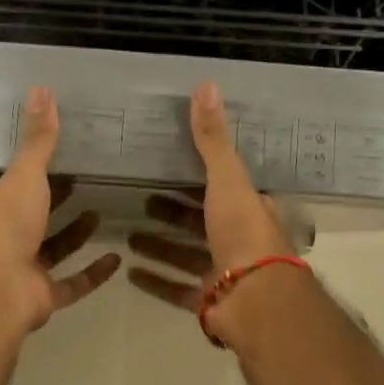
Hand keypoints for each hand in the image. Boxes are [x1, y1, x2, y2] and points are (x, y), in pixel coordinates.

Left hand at [0, 86, 121, 332]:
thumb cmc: (6, 225)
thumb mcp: (25, 175)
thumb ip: (38, 139)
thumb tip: (42, 89)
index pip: (4, 187)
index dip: (24, 174)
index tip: (52, 160)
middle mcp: (4, 239)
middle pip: (30, 217)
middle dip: (53, 203)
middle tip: (81, 182)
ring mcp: (23, 270)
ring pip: (51, 250)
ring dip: (73, 234)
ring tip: (99, 212)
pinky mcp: (43, 296)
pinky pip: (72, 283)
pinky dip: (92, 274)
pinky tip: (116, 259)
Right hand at [129, 82, 295, 320]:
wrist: (255, 299)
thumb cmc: (242, 233)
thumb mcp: (226, 179)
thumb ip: (212, 139)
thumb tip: (206, 84)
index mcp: (248, 209)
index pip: (221, 187)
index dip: (197, 178)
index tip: (167, 169)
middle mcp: (238, 240)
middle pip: (201, 222)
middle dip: (172, 213)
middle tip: (140, 200)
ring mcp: (224, 273)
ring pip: (186, 255)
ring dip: (160, 246)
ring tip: (127, 235)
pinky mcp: (208, 300)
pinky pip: (176, 288)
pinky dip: (155, 280)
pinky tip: (129, 272)